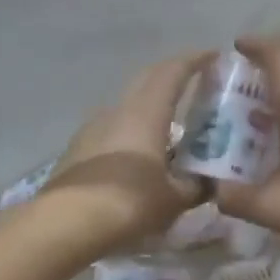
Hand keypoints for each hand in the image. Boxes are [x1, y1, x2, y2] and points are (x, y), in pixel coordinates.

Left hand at [34, 52, 210, 259]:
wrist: (66, 223)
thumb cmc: (129, 203)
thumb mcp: (174, 200)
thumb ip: (196, 187)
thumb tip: (210, 183)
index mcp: (146, 112)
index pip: (173, 72)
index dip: (194, 60)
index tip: (213, 56)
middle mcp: (117, 110)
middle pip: (146, 80)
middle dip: (171, 77)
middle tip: (193, 85)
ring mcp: (92, 128)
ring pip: (127, 107)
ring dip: (148, 109)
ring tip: (167, 129)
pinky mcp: (76, 150)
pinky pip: (111, 131)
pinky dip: (130, 134)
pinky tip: (137, 156)